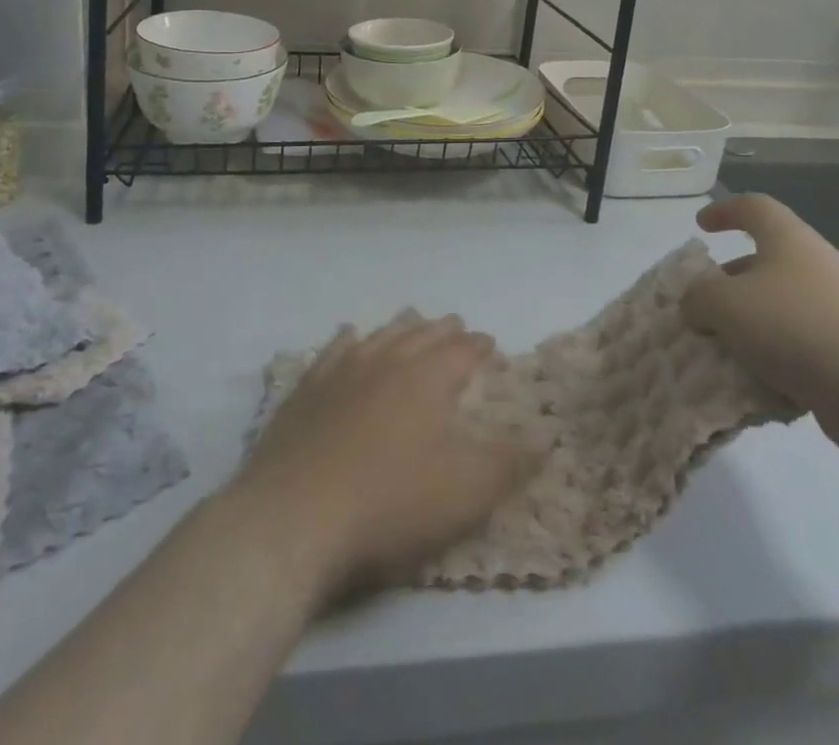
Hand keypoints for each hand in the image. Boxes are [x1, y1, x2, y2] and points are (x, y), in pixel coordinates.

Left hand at [236, 316, 542, 601]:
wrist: (294, 518)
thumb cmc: (390, 504)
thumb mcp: (465, 493)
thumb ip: (508, 463)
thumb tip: (544, 438)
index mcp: (426, 379)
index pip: (461, 351)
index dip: (478, 345)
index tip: (488, 343)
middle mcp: (385, 362)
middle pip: (420, 335)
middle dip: (442, 330)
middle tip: (455, 324)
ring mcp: (340, 372)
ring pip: (379, 336)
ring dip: (399, 328)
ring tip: (410, 321)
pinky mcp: (305, 392)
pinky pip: (333, 351)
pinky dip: (347, 340)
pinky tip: (349, 336)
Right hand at [683, 193, 838, 462]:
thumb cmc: (797, 327)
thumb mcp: (726, 304)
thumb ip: (699, 297)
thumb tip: (696, 304)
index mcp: (787, 241)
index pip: (754, 208)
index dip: (724, 210)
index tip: (701, 226)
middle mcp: (813, 268)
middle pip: (763, 262)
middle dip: (728, 282)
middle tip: (701, 305)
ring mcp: (834, 311)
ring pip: (777, 309)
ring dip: (746, 327)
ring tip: (718, 351)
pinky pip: (796, 349)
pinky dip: (771, 362)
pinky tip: (753, 385)